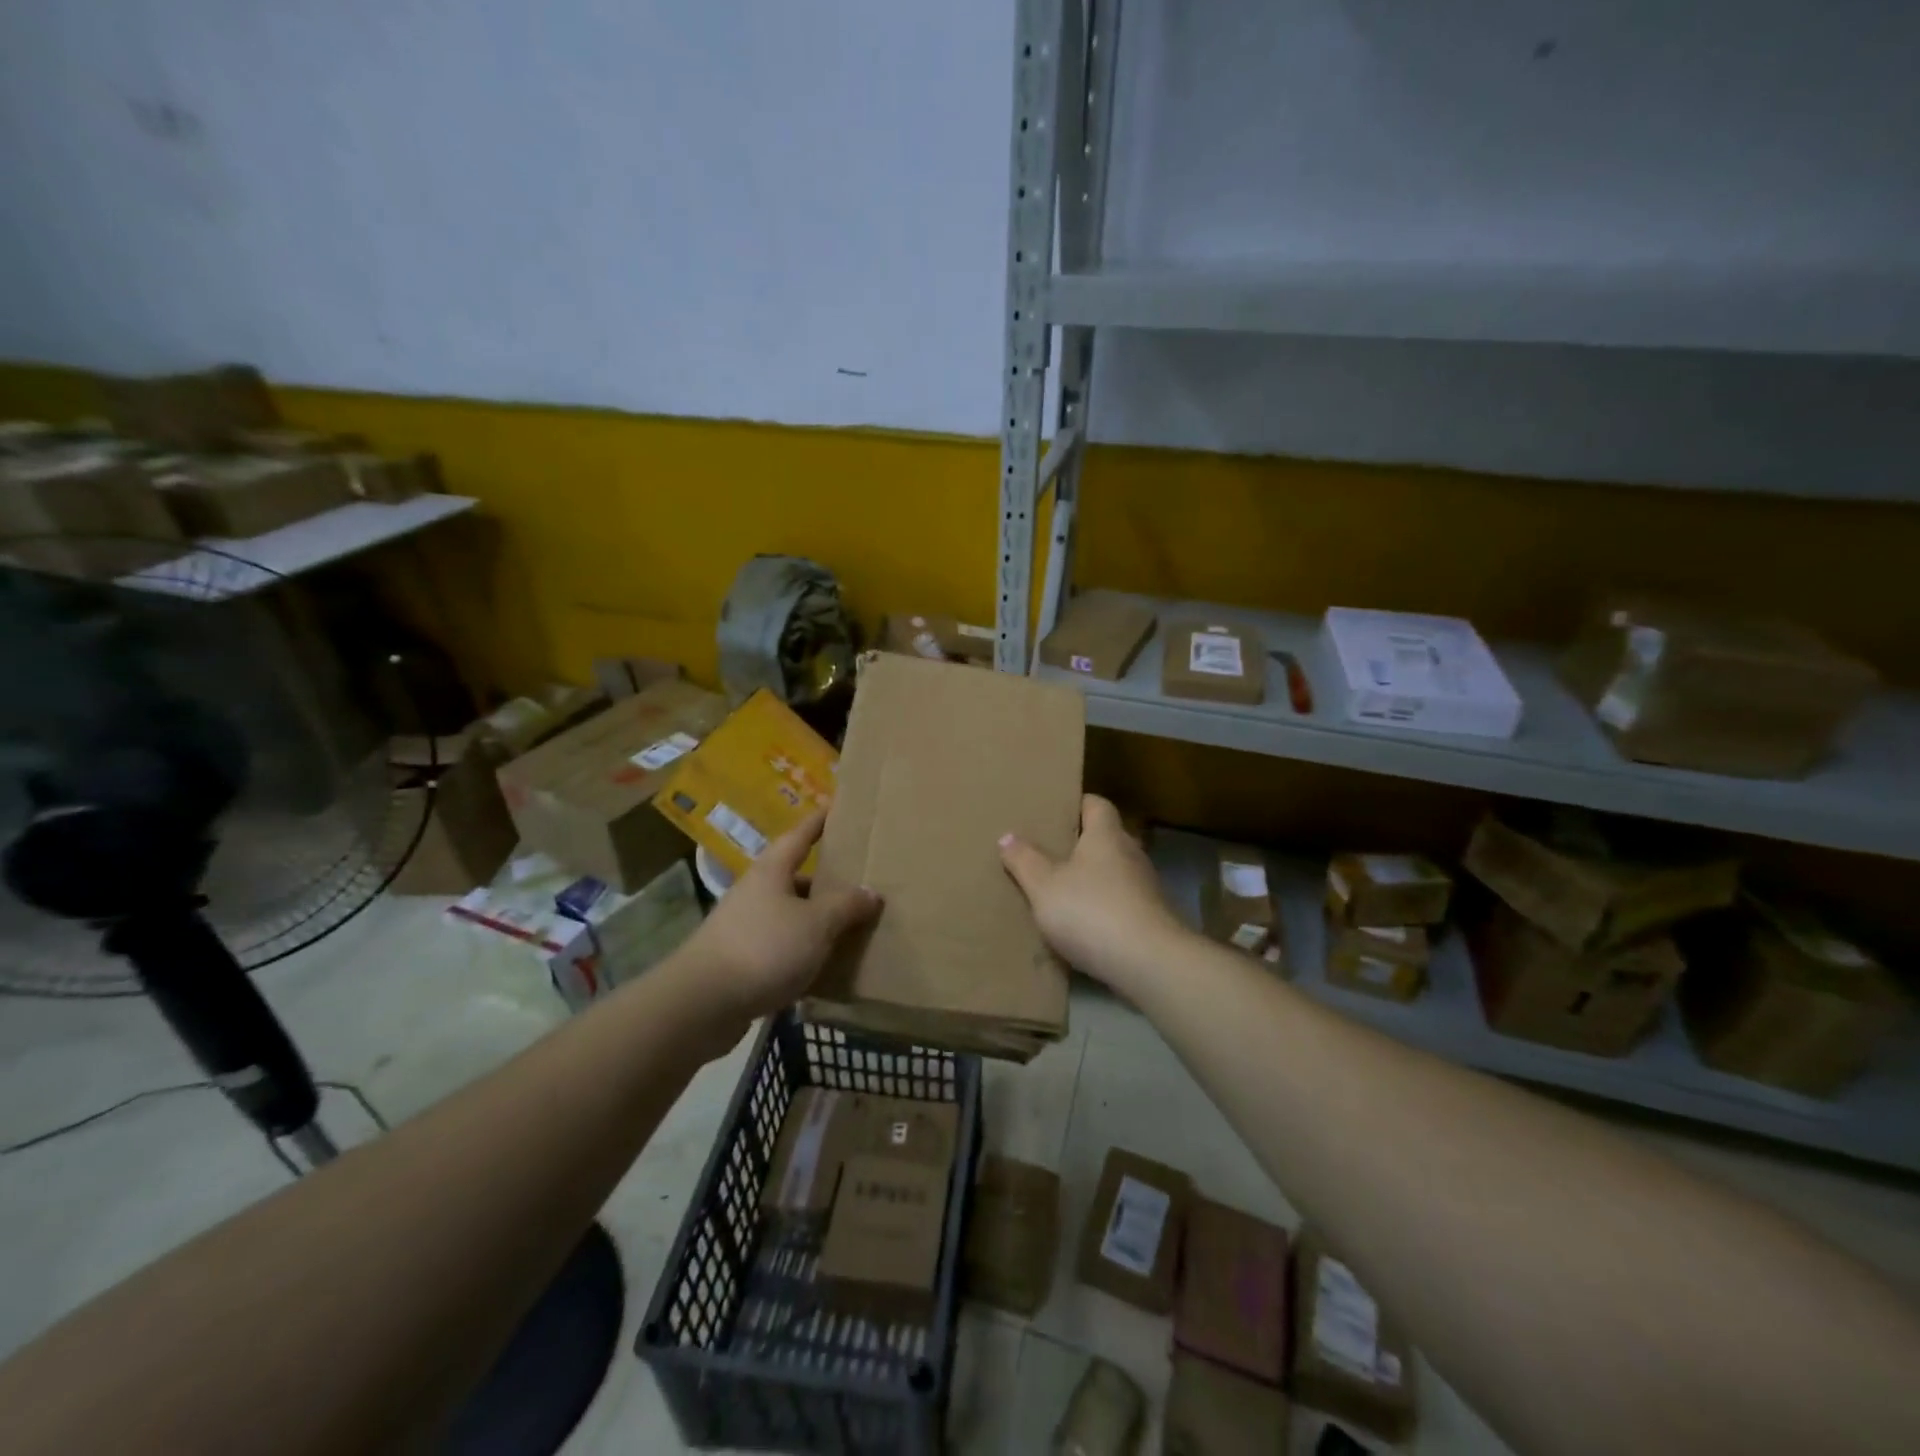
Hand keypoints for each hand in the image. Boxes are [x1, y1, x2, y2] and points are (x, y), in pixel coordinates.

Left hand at [683, 810, 881, 1025]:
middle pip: (795, 878)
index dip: (819, 821)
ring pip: (789, 915)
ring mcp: (743, 927)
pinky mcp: (739, 961)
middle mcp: (755, 892)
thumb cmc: (764, 948)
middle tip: (858, 880)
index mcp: (772, 871)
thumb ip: (846, 906)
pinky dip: (802, 951)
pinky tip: (823, 967)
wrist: (702, 1004)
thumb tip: (871, 892)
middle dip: (825, 880)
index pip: (800, 836)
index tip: (837, 806)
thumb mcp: (817, 924)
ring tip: (849, 928)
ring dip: (815, 920)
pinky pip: (780, 947)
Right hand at [998, 794, 1187, 992]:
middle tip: (1050, 853)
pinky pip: (1123, 902)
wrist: (1150, 964)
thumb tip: (1007, 836)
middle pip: (1107, 838)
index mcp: (1106, 835)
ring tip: (1063, 891)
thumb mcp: (1044, 887)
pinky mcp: (1153, 918)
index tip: (1055, 812)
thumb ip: (1025, 861)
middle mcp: (1131, 853)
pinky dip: (1105, 907)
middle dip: (1081, 844)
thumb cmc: (1092, 912)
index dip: (1077, 804)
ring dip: (1094, 879)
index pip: (1097, 804)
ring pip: (1115, 872)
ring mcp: (1146, 887)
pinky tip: (1085, 926)